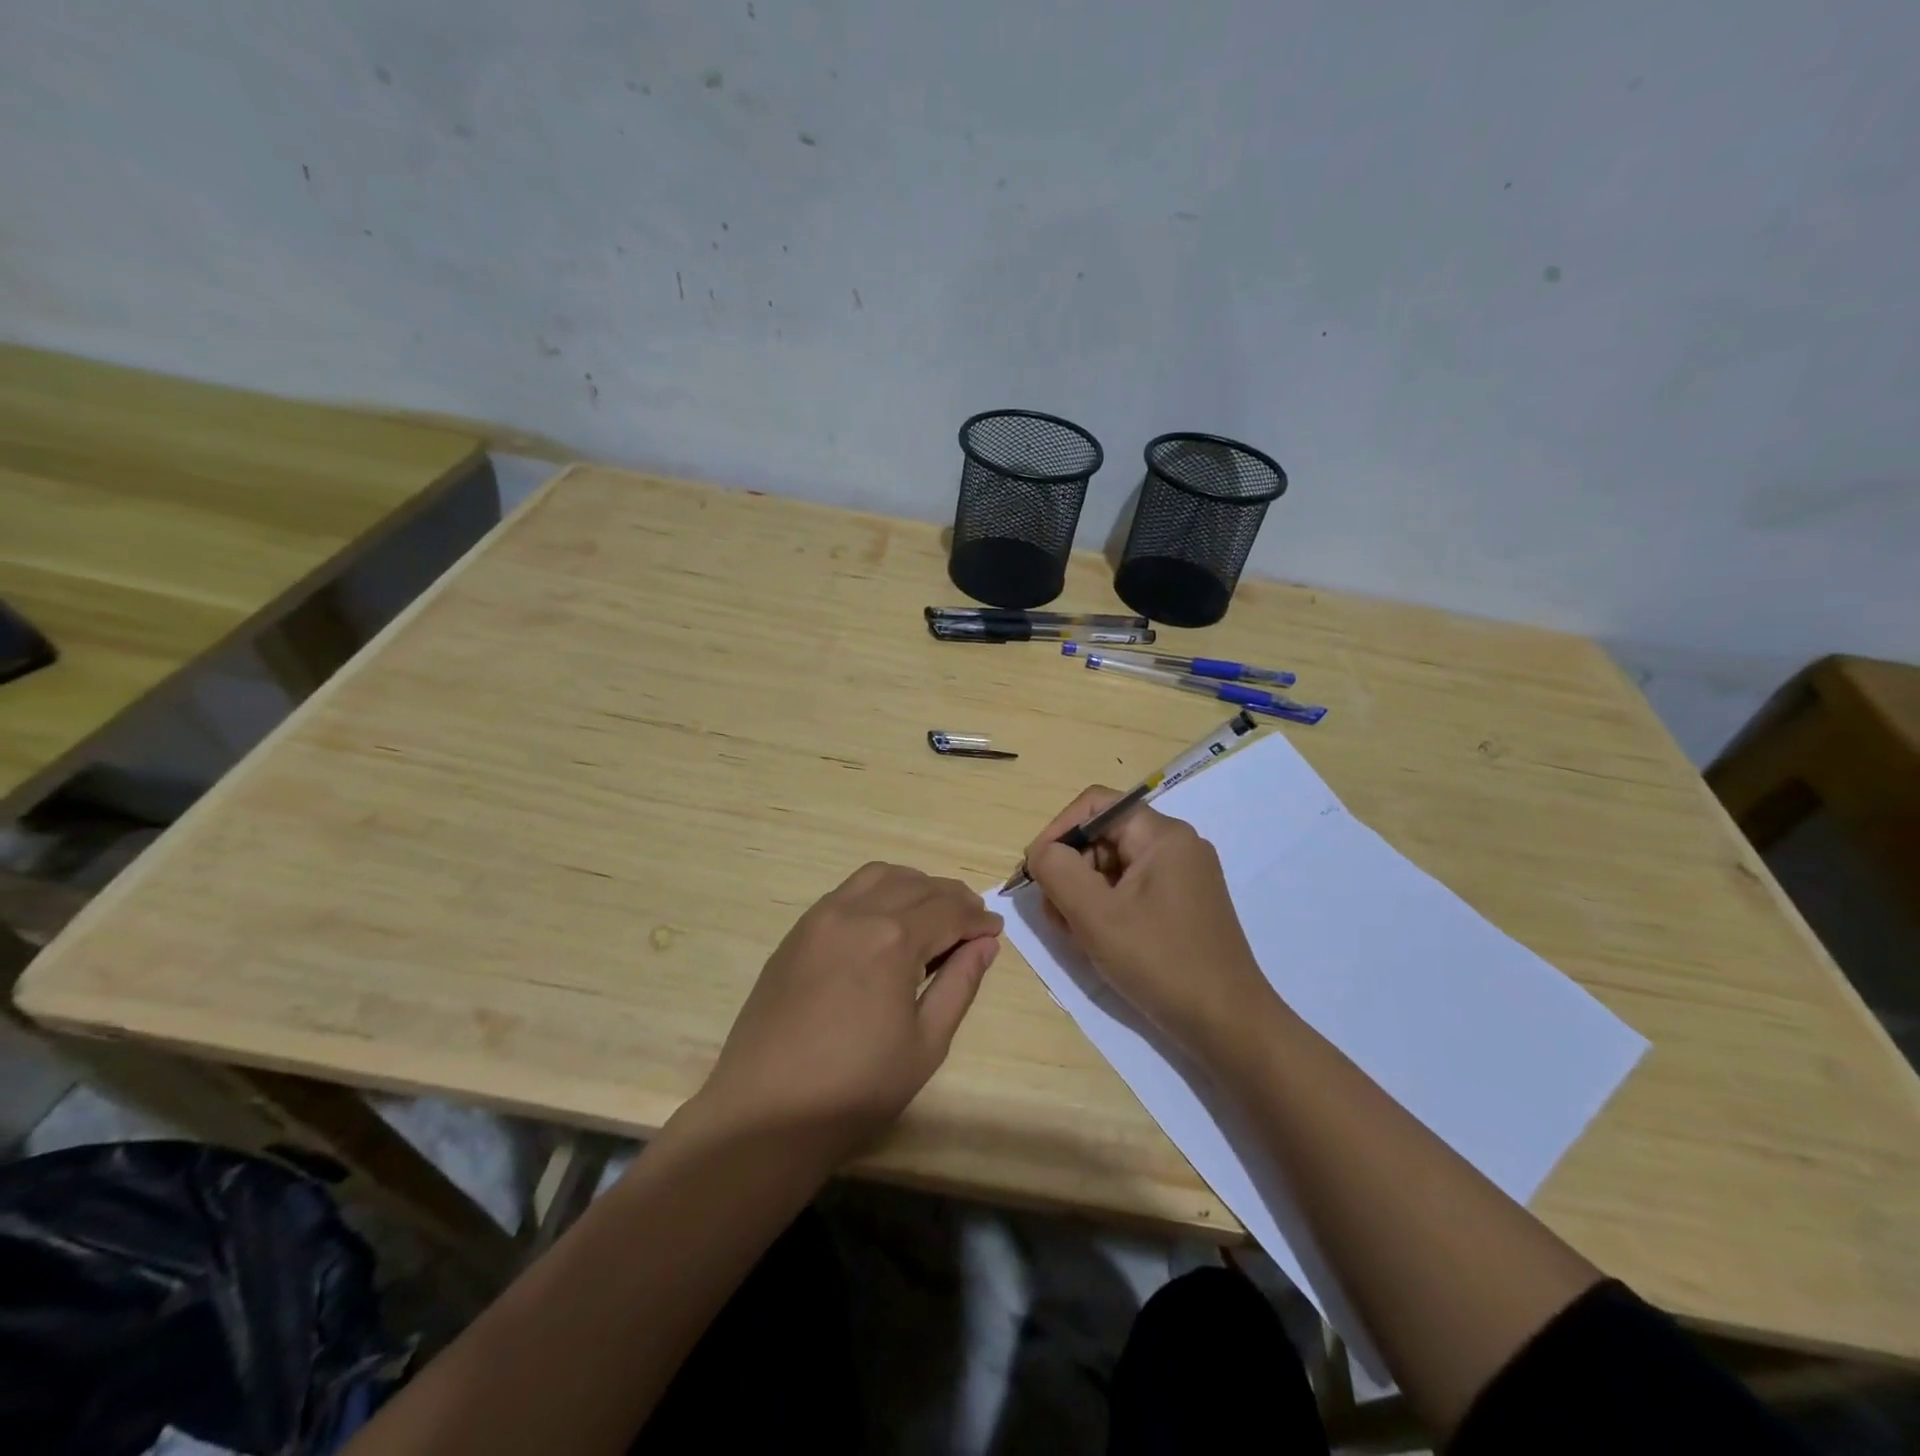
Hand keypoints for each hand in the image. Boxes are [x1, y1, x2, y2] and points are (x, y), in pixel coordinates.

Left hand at [692, 862, 1001, 1164]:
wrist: (766, 1113)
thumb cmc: (856, 1088)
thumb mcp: (926, 1043)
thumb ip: (960, 984)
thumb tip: (985, 943)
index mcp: (893, 939)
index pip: (949, 910)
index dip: (978, 919)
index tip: (996, 931)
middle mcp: (857, 912)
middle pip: (917, 886)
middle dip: (952, 898)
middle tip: (972, 922)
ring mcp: (821, 917)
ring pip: (880, 876)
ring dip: (914, 885)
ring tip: (932, 914)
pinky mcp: (797, 932)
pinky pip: (847, 891)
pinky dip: (879, 892)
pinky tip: (887, 921)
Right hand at [1025, 786, 1277, 1054]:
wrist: (1228, 1024)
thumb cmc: (1160, 962)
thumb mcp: (1095, 915)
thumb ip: (1058, 871)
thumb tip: (1042, 852)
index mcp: (1163, 835)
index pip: (1095, 805)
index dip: (1057, 830)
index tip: (1036, 872)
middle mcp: (1177, 845)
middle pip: (1103, 836)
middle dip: (1070, 869)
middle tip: (1053, 914)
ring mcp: (1184, 876)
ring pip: (1114, 866)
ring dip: (1084, 893)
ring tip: (1073, 933)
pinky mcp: (1183, 904)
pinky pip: (1132, 889)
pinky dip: (1106, 908)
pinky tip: (1096, 940)